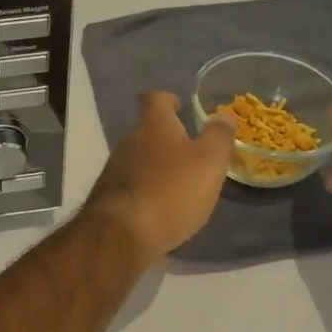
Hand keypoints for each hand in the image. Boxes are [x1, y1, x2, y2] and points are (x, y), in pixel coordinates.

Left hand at [84, 92, 236, 262]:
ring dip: (156, 166)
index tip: (181, 108)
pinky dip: (145, 189)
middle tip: (190, 153)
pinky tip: (160, 207)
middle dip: (166, 138)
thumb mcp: (209, 162)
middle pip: (146, 130)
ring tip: (179, 183)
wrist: (122, 233)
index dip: (169, 100)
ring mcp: (113, 168)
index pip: (155, 98)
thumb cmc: (172, 191)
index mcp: (152, 125)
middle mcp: (128, 140)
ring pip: (137, 158)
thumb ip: (218, 137)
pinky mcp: (108, 196)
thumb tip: (224, 114)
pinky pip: (130, 183)